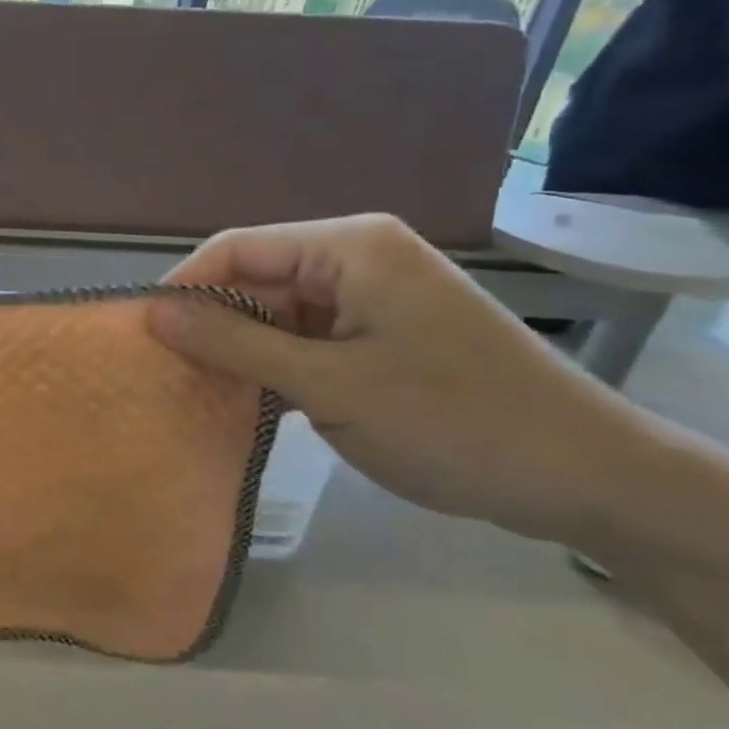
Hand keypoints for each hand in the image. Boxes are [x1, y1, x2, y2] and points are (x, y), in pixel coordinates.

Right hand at [148, 214, 636, 540]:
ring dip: (238, 353)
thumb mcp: (328, 385)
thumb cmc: (453, 421)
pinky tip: (241, 403)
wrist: (588, 480)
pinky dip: (271, 370)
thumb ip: (233, 344)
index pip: (237, 249)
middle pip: (255, 281)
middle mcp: (356, 260)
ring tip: (190, 393)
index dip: (184, 288)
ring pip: (274, 316)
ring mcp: (369, 301)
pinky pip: (303, 342)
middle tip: (161, 375)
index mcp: (349, 247)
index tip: (140, 336)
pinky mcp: (378, 338)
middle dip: (209, 325)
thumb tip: (152, 311)